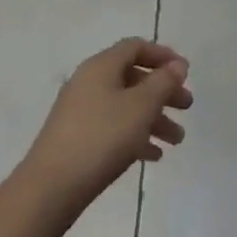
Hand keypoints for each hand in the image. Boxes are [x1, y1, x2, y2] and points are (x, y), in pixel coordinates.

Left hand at [21, 39, 192, 220]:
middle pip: (133, 77)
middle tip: (186, 107)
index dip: (163, 55)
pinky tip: (153, 156)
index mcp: (101, 66)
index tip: (185, 72)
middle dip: (163, 91)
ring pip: (125, 106)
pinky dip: (135, 135)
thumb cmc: (101, 138)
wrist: (50, 189)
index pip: (136, 47)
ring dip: (153, 118)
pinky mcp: (76, 138)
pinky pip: (113, 127)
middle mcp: (89, 82)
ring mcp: (80, 111)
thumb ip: (163, 83)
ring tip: (176, 141)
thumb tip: (176, 65)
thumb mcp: (141, 107)